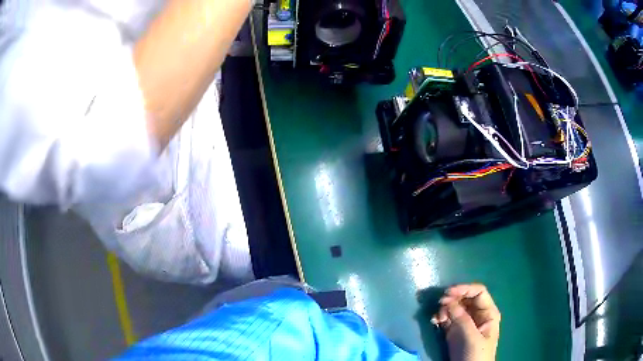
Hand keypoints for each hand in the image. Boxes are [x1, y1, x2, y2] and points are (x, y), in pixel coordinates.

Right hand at [431, 284, 500, 360]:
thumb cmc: (476, 354)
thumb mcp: (471, 337)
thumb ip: (462, 319)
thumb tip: (448, 301)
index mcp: (488, 313)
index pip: (478, 292)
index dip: (464, 289)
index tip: (448, 292)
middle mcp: (477, 314)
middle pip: (465, 298)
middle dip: (452, 299)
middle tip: (439, 303)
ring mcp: (465, 323)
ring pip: (454, 307)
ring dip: (444, 309)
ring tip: (437, 318)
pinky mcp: (454, 331)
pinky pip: (446, 318)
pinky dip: (439, 317)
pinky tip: (434, 321)